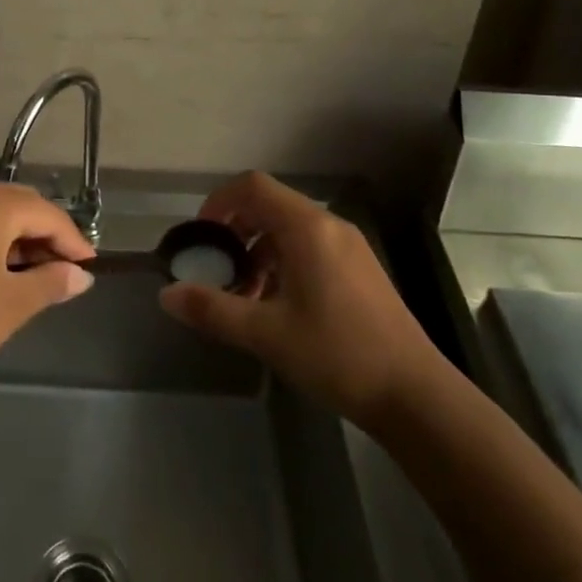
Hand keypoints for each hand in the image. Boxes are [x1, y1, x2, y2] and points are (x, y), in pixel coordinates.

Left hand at [0, 183, 96, 394]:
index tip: (89, 266)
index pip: (46, 213)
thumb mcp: (11, 305)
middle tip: (66, 269)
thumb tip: (81, 276)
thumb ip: (51, 283)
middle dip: (46, 235)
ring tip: (35, 275)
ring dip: (18, 239)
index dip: (72, 240)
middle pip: (19, 205)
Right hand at [159, 171, 441, 428]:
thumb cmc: (336, 354)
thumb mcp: (266, 333)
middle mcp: (329, 225)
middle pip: (270, 206)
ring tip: (243, 295)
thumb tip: (166, 294)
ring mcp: (349, 247)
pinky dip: (282, 263)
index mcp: (307, 228)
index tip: (201, 236)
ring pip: (289, 229)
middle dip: (235, 231)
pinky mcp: (359, 269)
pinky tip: (276, 306)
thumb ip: (212, 309)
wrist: (414, 394)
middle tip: (216, 268)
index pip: (252, 187)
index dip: (219, 202)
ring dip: (258, 251)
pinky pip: (310, 248)